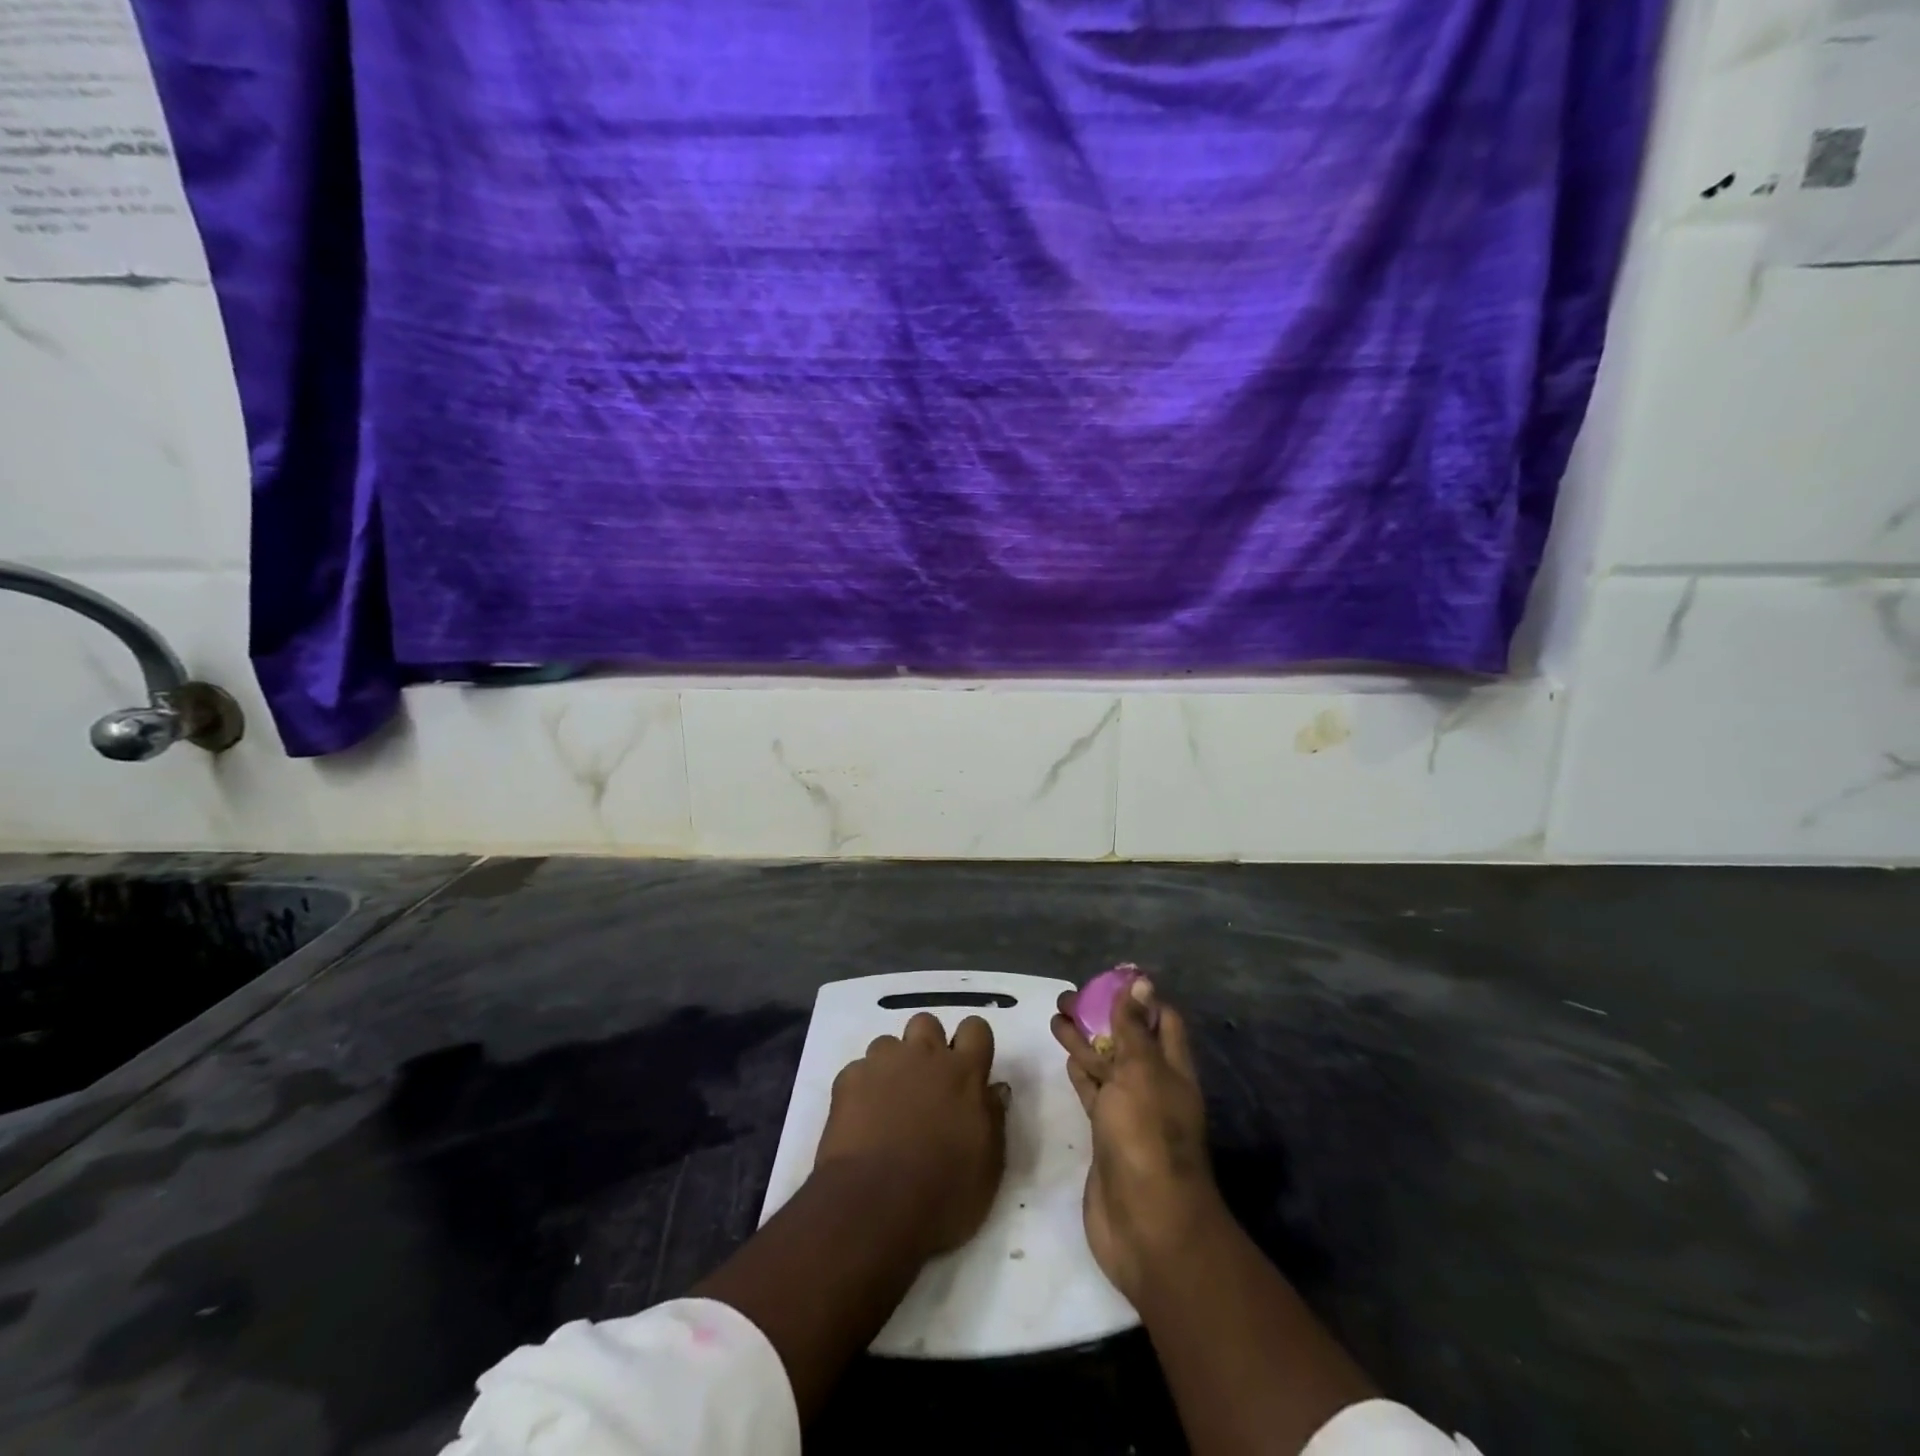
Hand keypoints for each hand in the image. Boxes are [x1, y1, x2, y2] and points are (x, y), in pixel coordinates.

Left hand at [814, 1012, 1009, 1259]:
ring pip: (889, 1043)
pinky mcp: (849, 1078)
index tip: (970, 1067)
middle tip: (927, 1083)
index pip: (976, 1028)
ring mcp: (883, 1063)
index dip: (972, 1042)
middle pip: (927, 1022)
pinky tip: (862, 1118)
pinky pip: (859, 1069)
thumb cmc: (943, 1193)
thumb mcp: (988, 1166)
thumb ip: (994, 1118)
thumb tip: (995, 1089)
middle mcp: (923, 1055)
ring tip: (890, 1102)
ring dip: (893, 1065)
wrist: (874, 1205)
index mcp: (963, 1072)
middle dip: (927, 1044)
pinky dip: (863, 1087)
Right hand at [1053, 979, 1221, 1304]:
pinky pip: (1093, 1093)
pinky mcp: (1106, 1135)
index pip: (1161, 1020)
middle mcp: (1153, 1085)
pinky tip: (1066, 1057)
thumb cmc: (1146, 1136)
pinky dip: (1081, 1073)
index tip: (1108, 976)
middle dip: (1101, 1015)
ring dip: (1085, 1041)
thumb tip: (1142, 982)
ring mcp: (1129, 1112)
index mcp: (1171, 1068)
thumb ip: (1134, 1028)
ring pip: (1106, 1065)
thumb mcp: (1140, 1072)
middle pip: (1128, 1040)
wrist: (1146, 1225)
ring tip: (1055, 1016)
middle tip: (1066, 995)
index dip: (1138, 996)